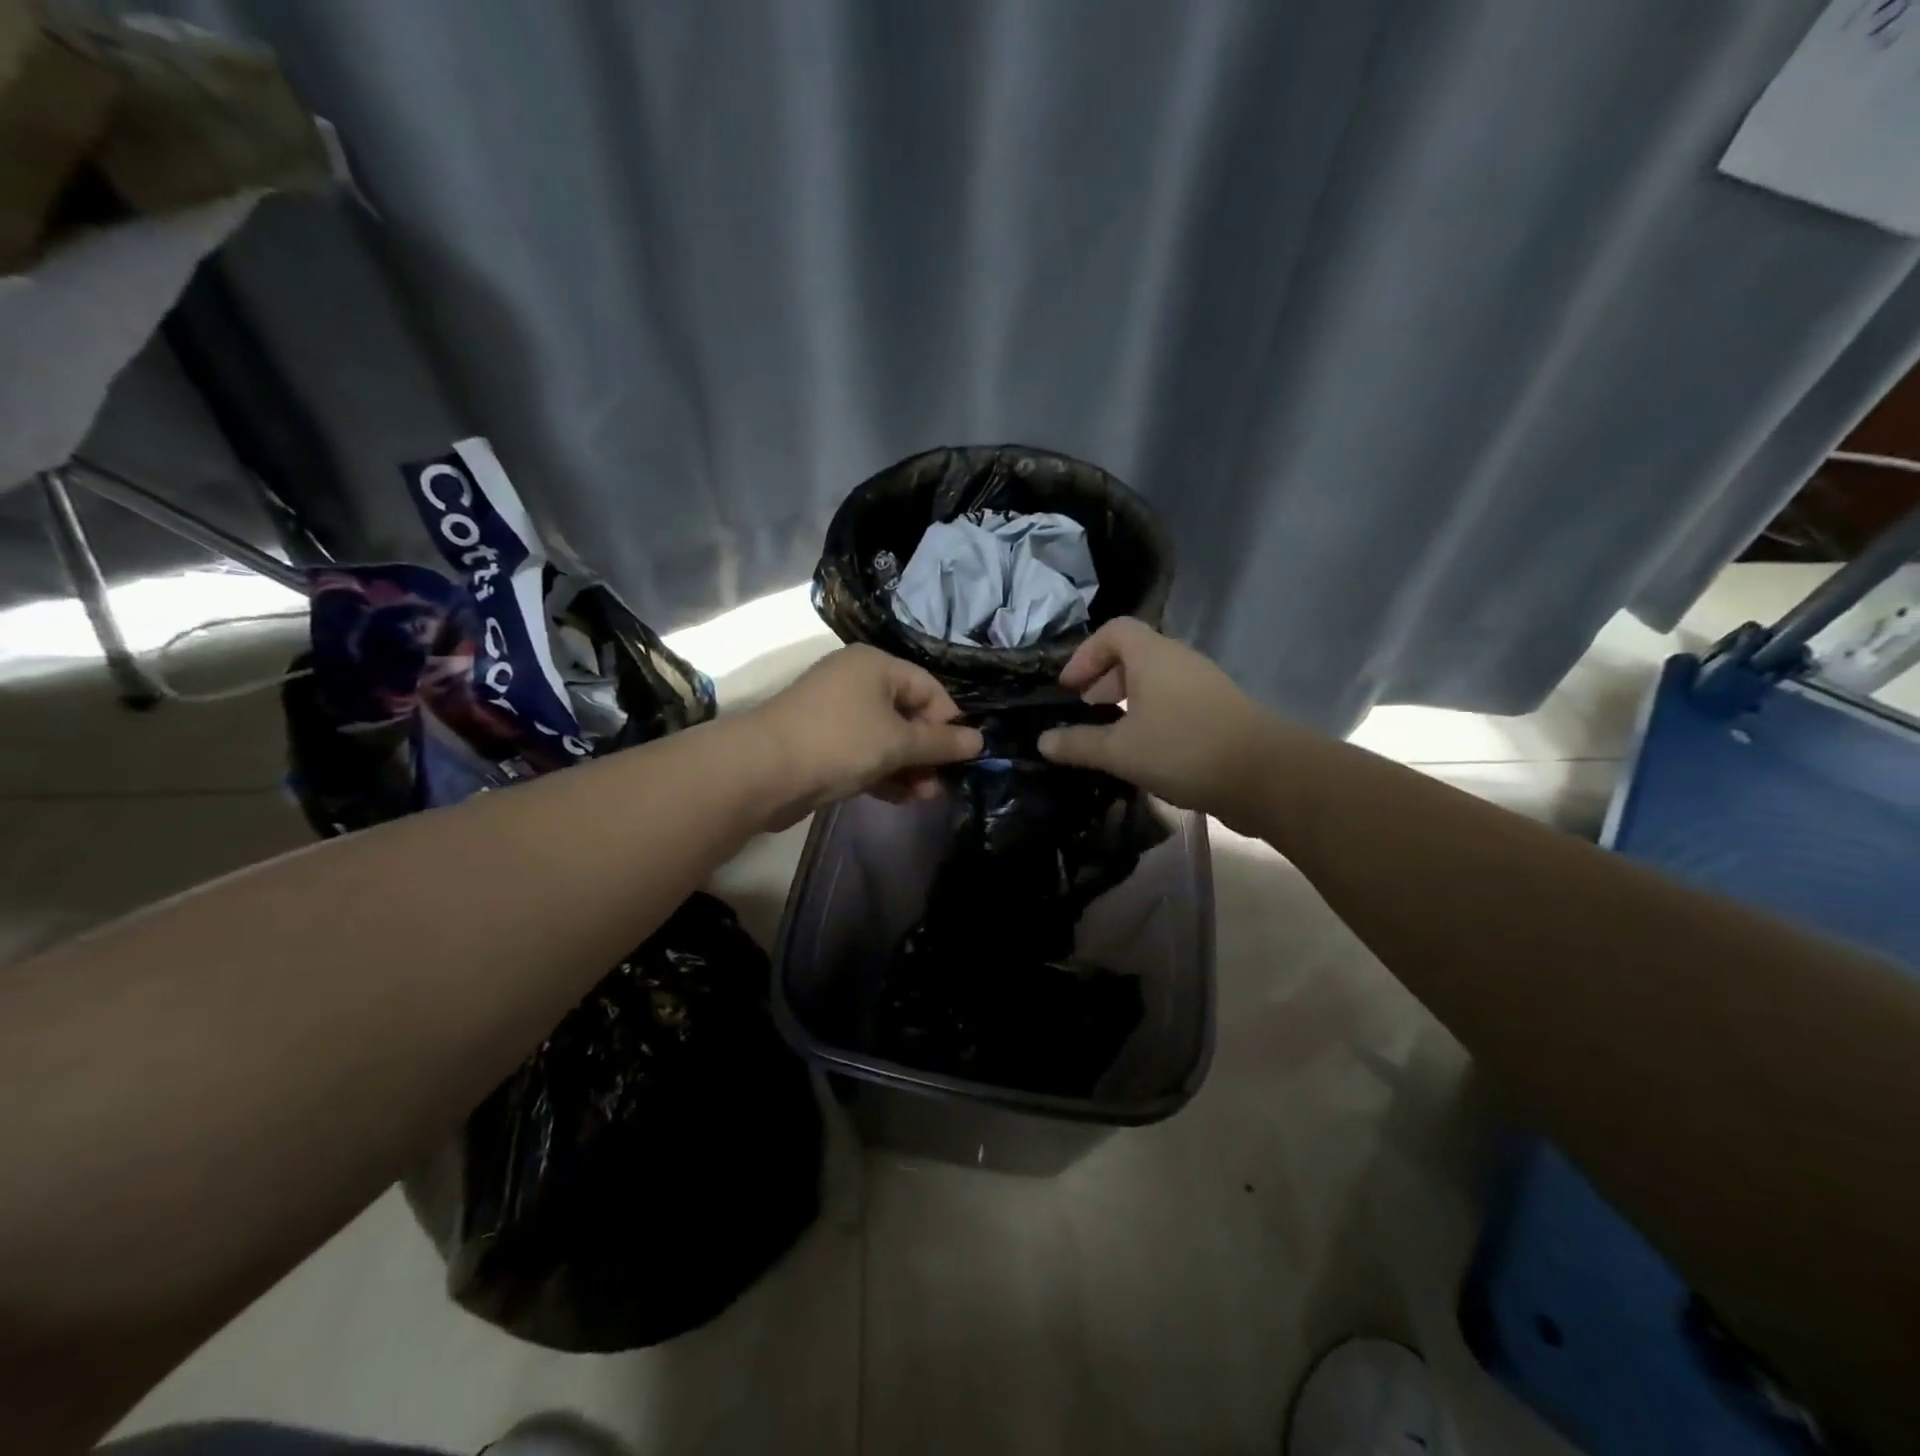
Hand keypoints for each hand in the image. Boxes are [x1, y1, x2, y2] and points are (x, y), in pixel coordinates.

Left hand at [747, 645, 983, 824]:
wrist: (763, 771)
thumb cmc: (840, 742)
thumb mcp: (898, 742)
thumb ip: (941, 742)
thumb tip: (979, 741)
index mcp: (875, 665)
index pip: (929, 688)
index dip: (949, 721)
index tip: (961, 756)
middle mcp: (856, 682)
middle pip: (908, 714)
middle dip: (928, 751)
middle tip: (942, 784)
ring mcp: (836, 714)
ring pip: (886, 738)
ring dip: (909, 768)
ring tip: (925, 798)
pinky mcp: (822, 743)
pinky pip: (865, 754)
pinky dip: (884, 773)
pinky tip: (901, 798)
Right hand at [1036, 618, 1277, 821]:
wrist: (1265, 776)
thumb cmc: (1183, 749)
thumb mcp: (1120, 750)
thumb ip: (1078, 744)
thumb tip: (1042, 741)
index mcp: (1153, 655)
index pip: (1113, 631)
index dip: (1085, 654)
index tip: (1068, 688)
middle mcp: (1179, 660)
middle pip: (1133, 654)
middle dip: (1103, 680)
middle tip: (1084, 712)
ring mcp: (1204, 685)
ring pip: (1155, 680)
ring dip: (1127, 700)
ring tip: (1110, 735)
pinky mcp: (1219, 711)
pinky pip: (1173, 701)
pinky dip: (1150, 715)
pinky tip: (1143, 752)